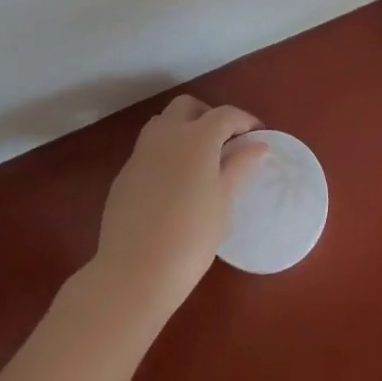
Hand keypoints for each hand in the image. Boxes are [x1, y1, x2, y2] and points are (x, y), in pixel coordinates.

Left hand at [91, 93, 266, 324]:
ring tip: (199, 160)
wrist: (134, 273)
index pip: (225, 114)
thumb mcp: (224, 200)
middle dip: (208, 115)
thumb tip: (258, 145)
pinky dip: (165, 154)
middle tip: (224, 142)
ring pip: (163, 124)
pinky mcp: (124, 176)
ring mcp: (140, 154)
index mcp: (196, 137)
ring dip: (183, 130)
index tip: (257, 136)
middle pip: (187, 107)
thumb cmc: (192, 236)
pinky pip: (148, 151)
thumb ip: (240, 166)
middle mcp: (166, 135)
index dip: (244, 121)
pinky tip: (174, 185)